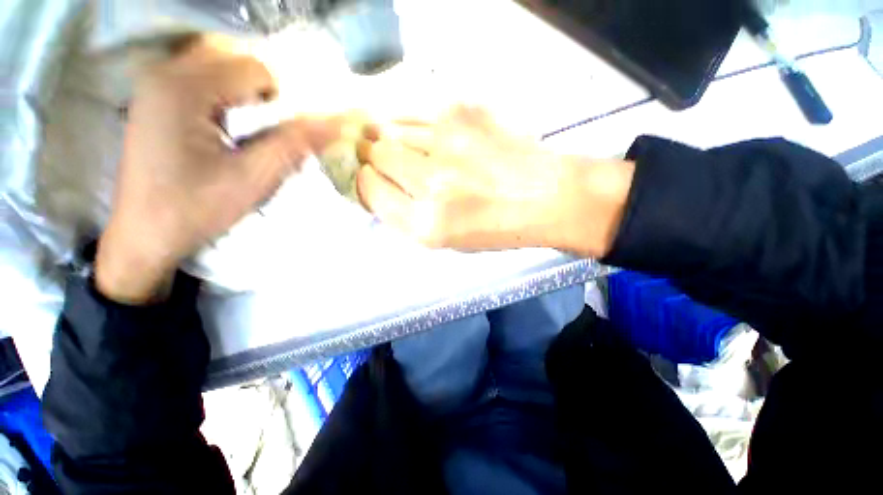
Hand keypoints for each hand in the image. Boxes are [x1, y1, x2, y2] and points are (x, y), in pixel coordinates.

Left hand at [96, 39, 338, 303]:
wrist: (144, 235)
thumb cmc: (197, 208)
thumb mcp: (255, 177)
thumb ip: (296, 143)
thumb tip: (338, 123)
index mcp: (184, 88)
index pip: (256, 70)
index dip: (281, 101)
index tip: (279, 135)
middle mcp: (164, 72)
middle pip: (235, 61)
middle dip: (262, 95)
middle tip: (264, 132)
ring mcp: (154, 84)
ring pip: (219, 68)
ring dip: (244, 95)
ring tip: (245, 132)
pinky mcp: (153, 99)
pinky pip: (201, 80)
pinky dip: (224, 97)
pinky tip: (223, 129)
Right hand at [356, 107, 633, 256]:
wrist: (545, 196)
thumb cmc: (494, 227)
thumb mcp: (444, 239)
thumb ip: (403, 215)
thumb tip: (373, 184)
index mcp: (426, 224)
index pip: (368, 189)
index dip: (366, 183)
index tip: (375, 181)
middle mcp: (432, 183)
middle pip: (374, 154)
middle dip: (377, 159)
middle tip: (396, 164)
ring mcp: (447, 141)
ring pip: (390, 127)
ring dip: (393, 139)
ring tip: (415, 149)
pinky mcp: (463, 110)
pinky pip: (414, 110)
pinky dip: (411, 122)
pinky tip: (430, 134)